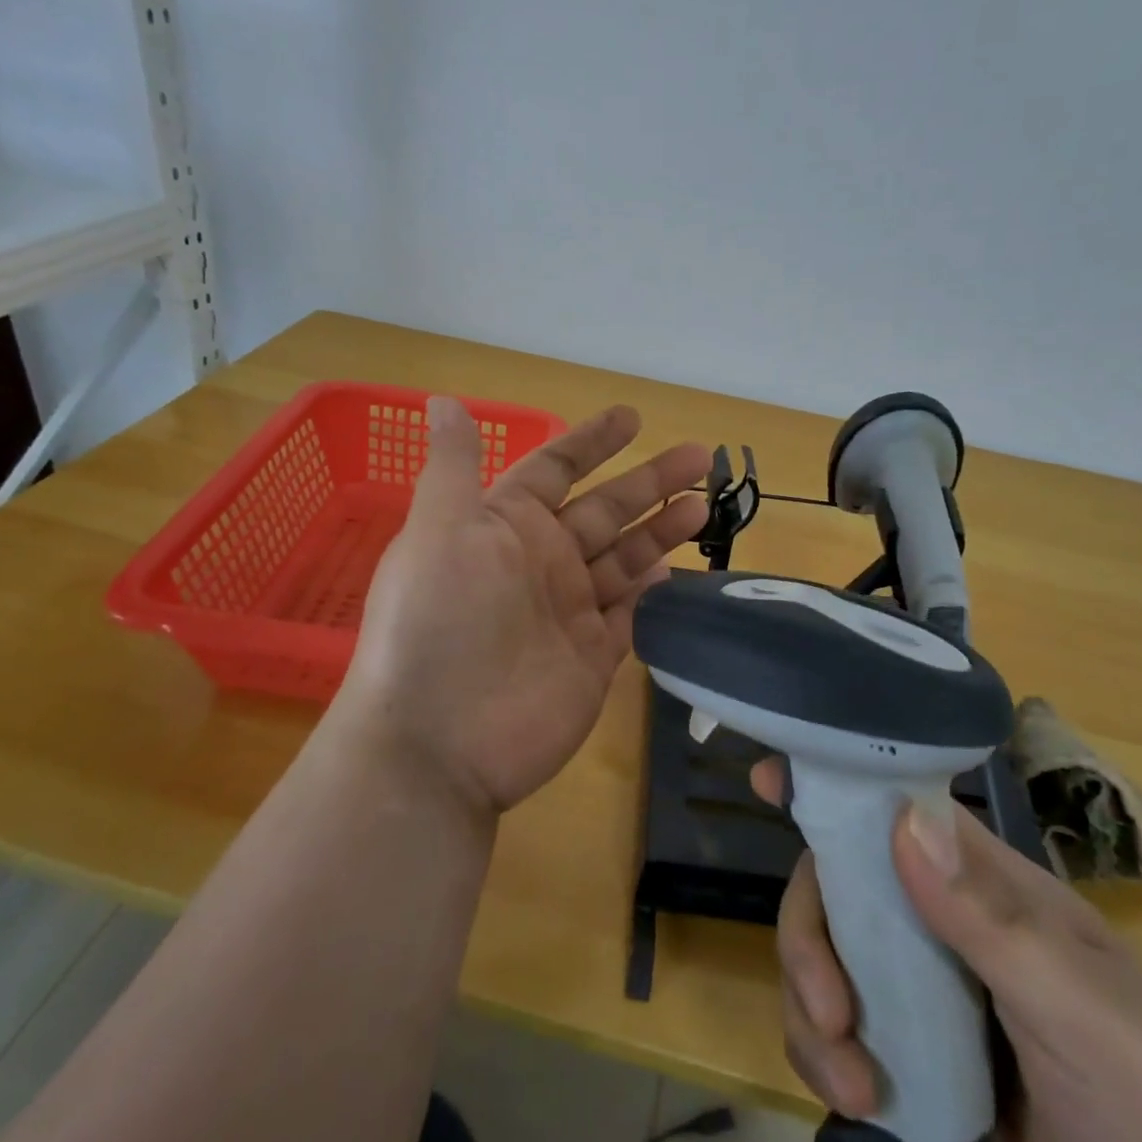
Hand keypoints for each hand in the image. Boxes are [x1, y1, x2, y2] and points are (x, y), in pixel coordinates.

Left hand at [338, 397, 708, 815]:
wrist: (439, 741)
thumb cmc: (438, 621)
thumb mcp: (438, 530)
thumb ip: (454, 466)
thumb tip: (443, 400)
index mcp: (505, 525)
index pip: (556, 469)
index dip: (592, 442)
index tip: (633, 417)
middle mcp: (540, 561)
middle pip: (606, 509)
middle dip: (650, 481)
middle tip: (702, 456)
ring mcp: (568, 610)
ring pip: (626, 559)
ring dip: (662, 531)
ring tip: (704, 507)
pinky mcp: (592, 657)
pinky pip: (630, 614)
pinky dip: (653, 594)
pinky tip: (680, 570)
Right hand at [754, 762, 1141, 1141]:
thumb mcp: (1086, 1012)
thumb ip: (993, 921)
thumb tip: (902, 820)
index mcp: (982, 891)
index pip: (898, 815)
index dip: (836, 791)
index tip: (771, 778)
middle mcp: (935, 929)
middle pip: (835, 890)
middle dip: (809, 937)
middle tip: (827, 1005)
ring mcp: (912, 1000)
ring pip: (820, 961)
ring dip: (809, 1010)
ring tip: (851, 1081)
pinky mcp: (897, 1069)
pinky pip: (825, 1038)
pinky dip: (821, 1061)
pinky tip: (859, 1105)